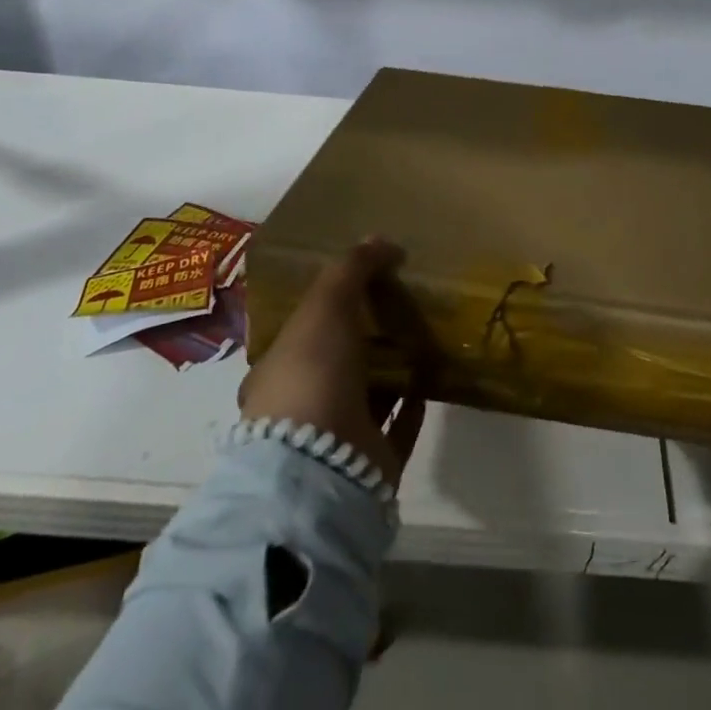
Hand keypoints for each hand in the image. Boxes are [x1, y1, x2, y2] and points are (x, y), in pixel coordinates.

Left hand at [239, 239, 426, 486]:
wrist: (322, 469)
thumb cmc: (311, 375)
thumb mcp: (325, 306)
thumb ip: (351, 270)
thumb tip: (381, 240)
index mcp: (277, 372)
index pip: (303, 332)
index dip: (330, 307)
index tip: (364, 285)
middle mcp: (302, 407)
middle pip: (338, 362)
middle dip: (365, 336)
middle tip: (401, 303)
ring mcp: (336, 440)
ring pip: (368, 394)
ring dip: (392, 366)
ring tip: (424, 333)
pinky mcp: (371, 462)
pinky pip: (397, 424)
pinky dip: (414, 401)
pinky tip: (433, 374)